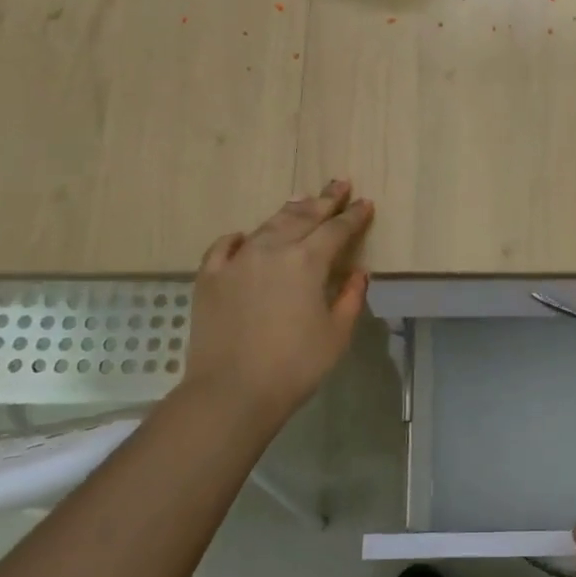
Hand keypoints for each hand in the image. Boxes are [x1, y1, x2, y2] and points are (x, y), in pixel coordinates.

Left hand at [180, 180, 373, 434]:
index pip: (336, 229)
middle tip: (338, 184)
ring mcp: (236, 261)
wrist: (231, 392)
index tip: (365, 203)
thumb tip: (358, 273)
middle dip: (324, 200)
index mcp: (307, 261)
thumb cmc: (295, 366)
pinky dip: (239, 238)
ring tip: (302, 201)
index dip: (353, 215)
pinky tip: (244, 236)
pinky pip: (225, 247)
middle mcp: (271, 250)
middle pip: (302, 217)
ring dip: (288, 212)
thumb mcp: (336, 334)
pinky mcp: (210, 278)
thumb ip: (350, 298)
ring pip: (266, 226)